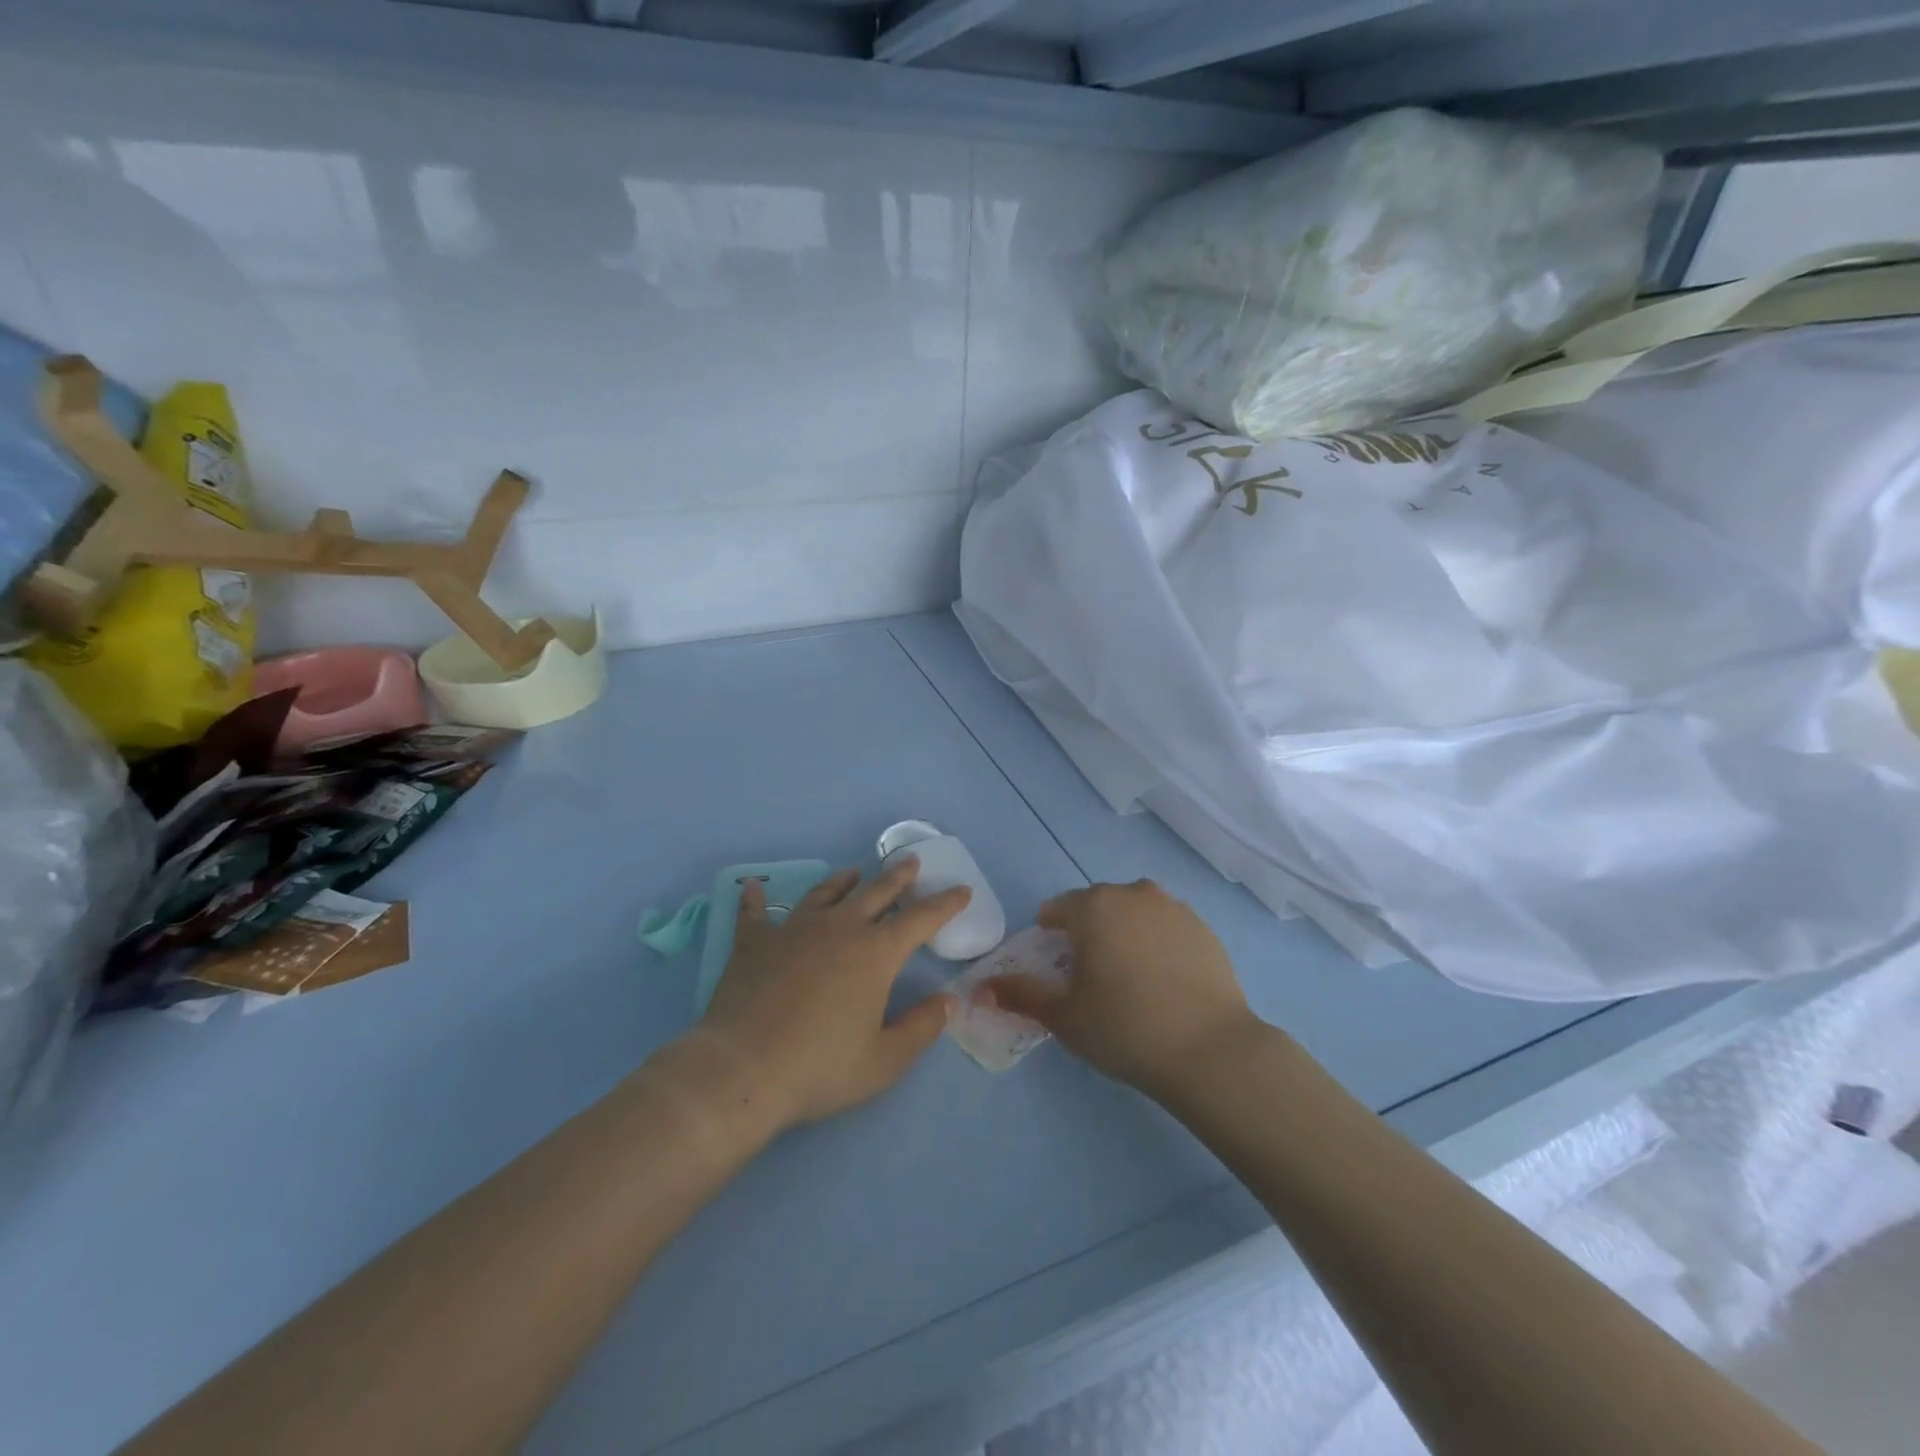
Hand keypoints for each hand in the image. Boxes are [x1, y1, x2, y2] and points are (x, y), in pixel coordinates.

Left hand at [696, 859, 969, 1131]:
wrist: (742, 1069)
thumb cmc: (820, 1068)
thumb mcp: (884, 1061)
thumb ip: (921, 1028)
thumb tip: (948, 1001)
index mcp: (876, 953)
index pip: (921, 919)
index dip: (945, 903)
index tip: (961, 890)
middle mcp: (839, 929)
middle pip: (876, 893)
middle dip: (899, 878)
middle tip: (912, 863)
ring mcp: (794, 930)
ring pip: (825, 894)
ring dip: (844, 881)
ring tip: (854, 872)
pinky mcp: (755, 942)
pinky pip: (756, 913)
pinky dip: (756, 899)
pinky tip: (752, 886)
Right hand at [983, 880, 1256, 1096]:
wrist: (1208, 1049)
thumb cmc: (1123, 1027)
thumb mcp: (1062, 1016)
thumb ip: (1020, 995)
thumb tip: (981, 988)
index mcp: (1093, 907)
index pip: (1059, 907)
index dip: (1050, 930)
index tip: (1052, 958)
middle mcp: (1133, 895)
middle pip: (1099, 904)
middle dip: (1088, 928)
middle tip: (1089, 971)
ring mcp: (1174, 908)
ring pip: (1136, 911)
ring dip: (1125, 930)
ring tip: (1128, 973)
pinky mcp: (1204, 929)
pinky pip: (1168, 927)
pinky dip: (1159, 942)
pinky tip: (1163, 979)